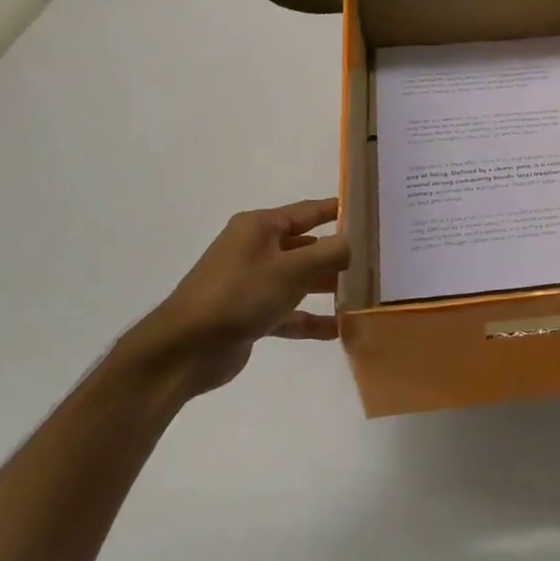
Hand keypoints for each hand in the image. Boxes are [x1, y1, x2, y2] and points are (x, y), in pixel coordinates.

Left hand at [114, 198, 350, 397]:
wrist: (184, 349)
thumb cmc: (239, 296)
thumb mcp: (291, 270)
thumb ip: (328, 254)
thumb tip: (351, 244)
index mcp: (260, 227)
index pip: (308, 211)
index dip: (338, 211)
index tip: (370, 213)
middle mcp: (255, 249)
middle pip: (306, 246)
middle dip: (337, 255)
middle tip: (375, 261)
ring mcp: (251, 282)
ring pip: (298, 280)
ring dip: (326, 288)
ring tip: (361, 296)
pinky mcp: (249, 314)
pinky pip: (288, 312)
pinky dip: (309, 319)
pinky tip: (337, 330)